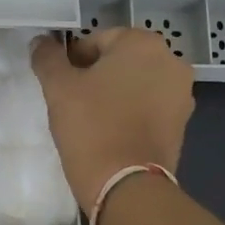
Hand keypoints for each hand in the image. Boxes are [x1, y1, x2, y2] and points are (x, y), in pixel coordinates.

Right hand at [31, 30, 193, 213]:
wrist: (126, 185)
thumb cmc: (91, 126)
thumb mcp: (58, 87)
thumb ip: (48, 58)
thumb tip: (41, 42)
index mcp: (142, 43)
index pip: (97, 40)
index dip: (73, 60)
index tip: (61, 85)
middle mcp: (171, 62)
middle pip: (120, 61)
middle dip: (96, 76)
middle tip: (72, 102)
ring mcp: (182, 95)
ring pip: (136, 85)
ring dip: (115, 94)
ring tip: (91, 120)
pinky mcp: (183, 124)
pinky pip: (149, 108)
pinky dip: (131, 114)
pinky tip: (111, 133)